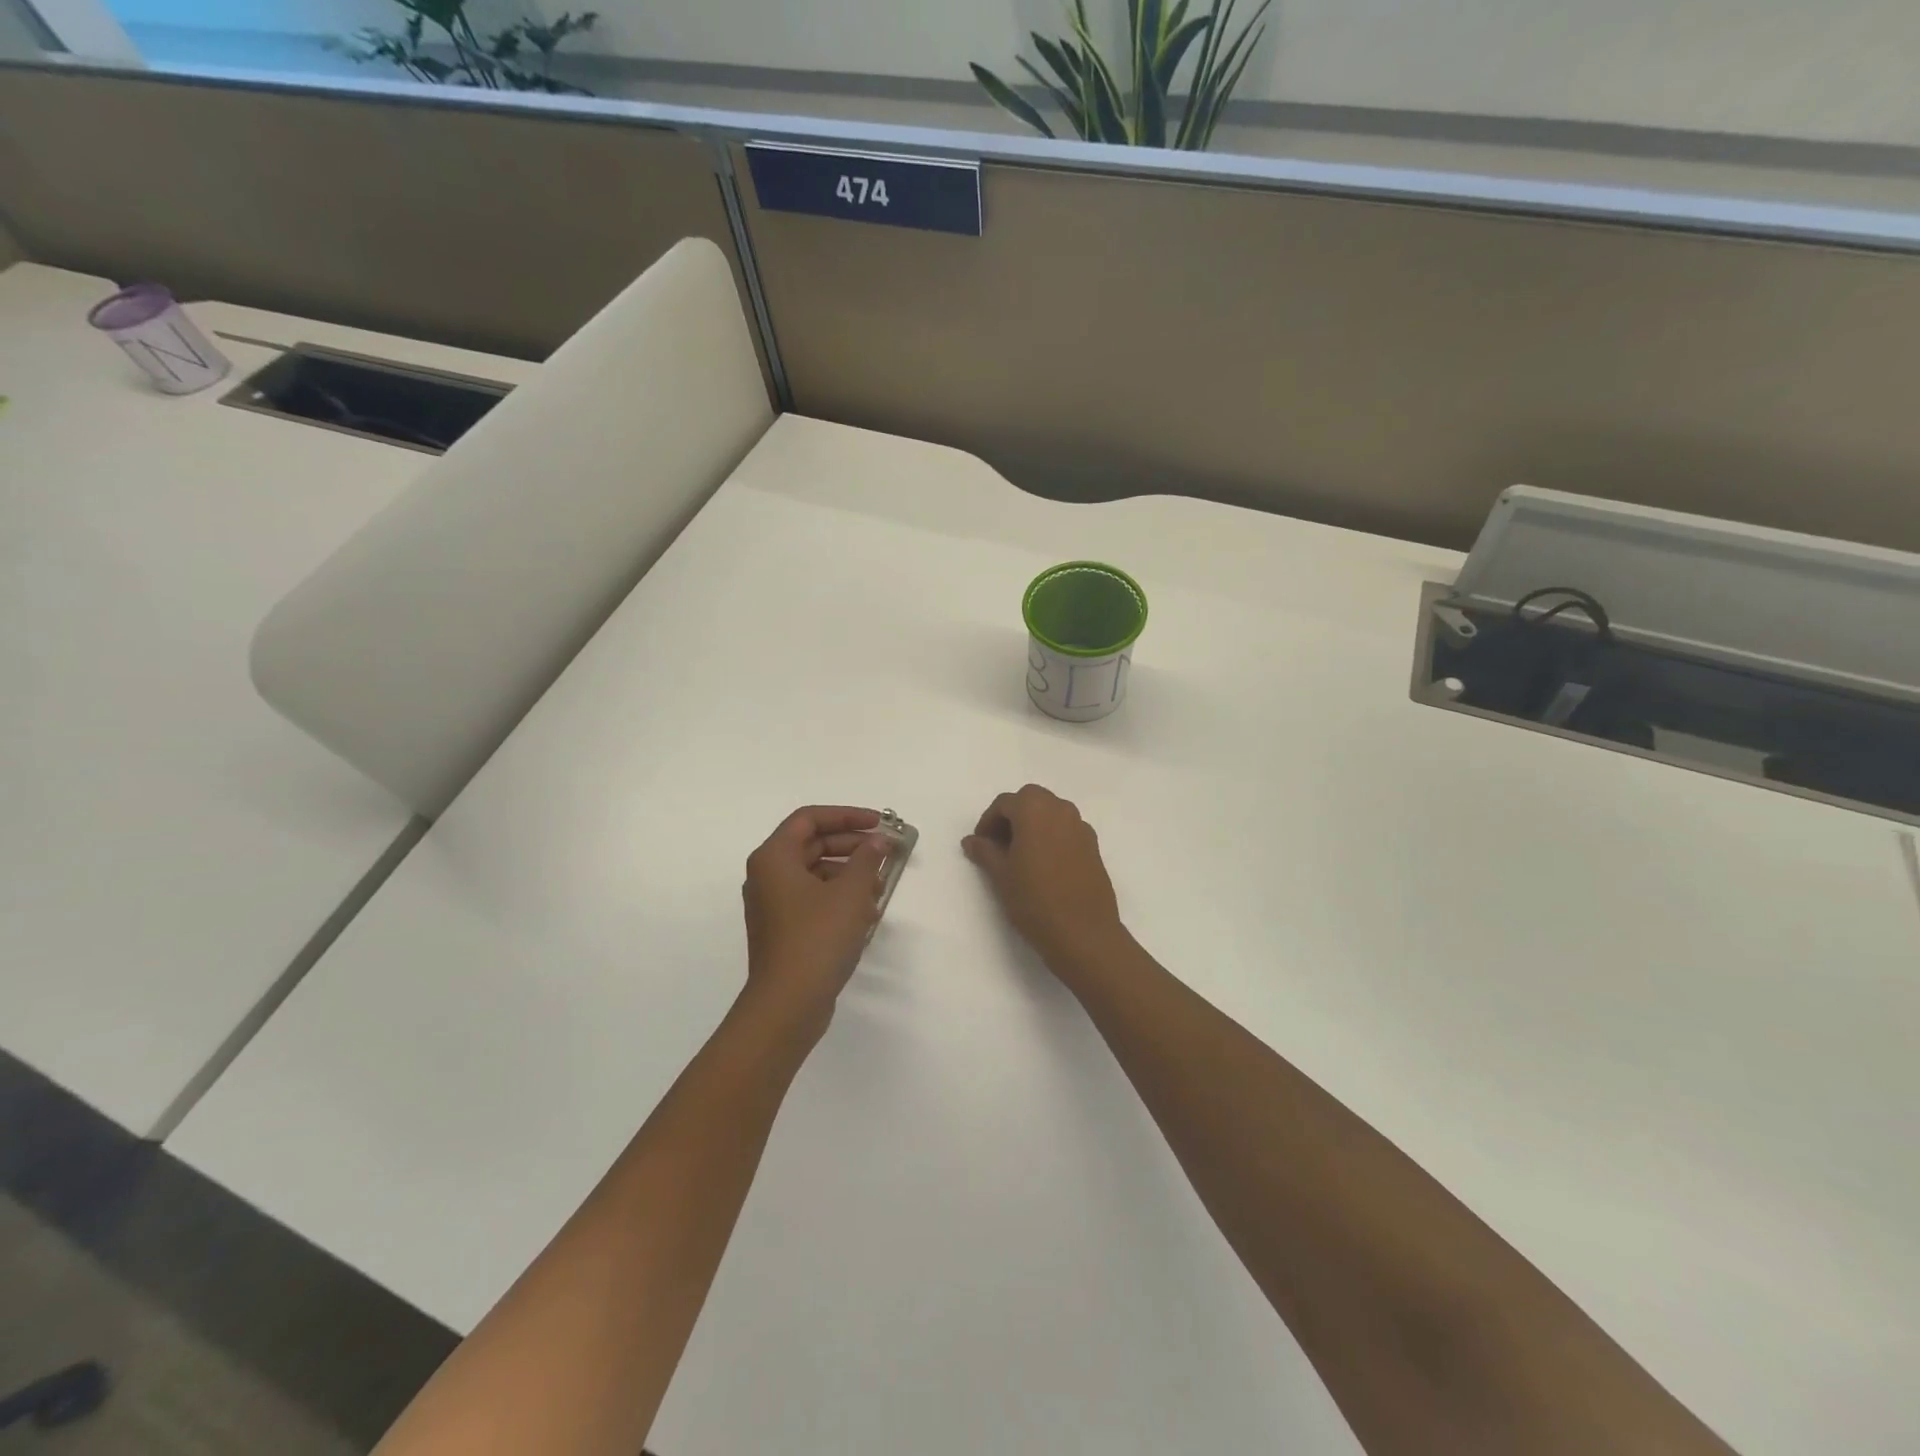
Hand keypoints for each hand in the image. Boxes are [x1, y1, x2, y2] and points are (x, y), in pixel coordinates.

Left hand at [742, 806, 890, 1030]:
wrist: (788, 1004)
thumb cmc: (818, 938)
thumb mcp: (850, 893)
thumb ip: (867, 859)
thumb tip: (878, 841)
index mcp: (774, 858)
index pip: (809, 819)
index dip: (847, 815)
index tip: (879, 823)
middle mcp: (767, 876)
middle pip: (812, 844)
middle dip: (851, 845)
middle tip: (885, 851)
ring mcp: (772, 905)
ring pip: (814, 873)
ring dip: (849, 873)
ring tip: (880, 885)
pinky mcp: (783, 929)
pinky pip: (812, 898)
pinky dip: (839, 897)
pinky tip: (867, 912)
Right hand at [962, 785, 1128, 980]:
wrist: (1084, 933)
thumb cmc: (1035, 900)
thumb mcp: (1001, 876)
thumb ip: (985, 851)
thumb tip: (971, 840)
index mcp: (1035, 810)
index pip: (1005, 803)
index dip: (988, 821)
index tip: (980, 844)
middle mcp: (1061, 810)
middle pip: (1031, 800)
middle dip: (1012, 816)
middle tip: (999, 845)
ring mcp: (1081, 827)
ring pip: (1051, 813)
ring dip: (1034, 824)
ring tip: (1021, 855)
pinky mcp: (1094, 846)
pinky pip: (1067, 830)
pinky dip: (1052, 836)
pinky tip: (1045, 865)